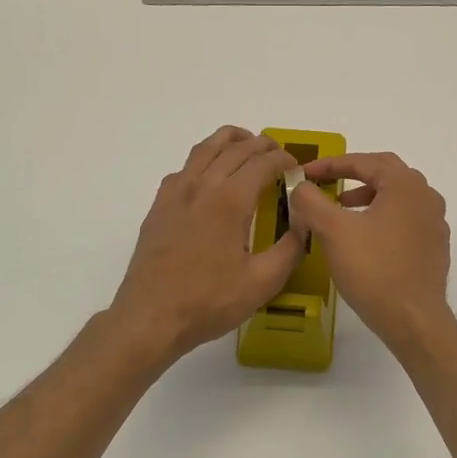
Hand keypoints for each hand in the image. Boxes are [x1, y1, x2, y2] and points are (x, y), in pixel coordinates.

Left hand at [107, 126, 305, 365]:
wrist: (151, 317)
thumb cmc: (209, 301)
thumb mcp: (262, 282)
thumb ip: (290, 249)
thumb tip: (305, 224)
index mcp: (230, 201)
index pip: (262, 163)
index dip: (283, 159)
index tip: (296, 167)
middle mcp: (202, 186)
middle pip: (234, 148)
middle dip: (261, 145)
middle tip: (277, 153)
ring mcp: (176, 194)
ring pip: (204, 149)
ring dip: (229, 140)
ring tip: (245, 144)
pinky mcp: (159, 207)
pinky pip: (183, 169)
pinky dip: (202, 160)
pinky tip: (208, 176)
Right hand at [287, 152, 453, 352]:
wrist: (413, 319)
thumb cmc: (373, 270)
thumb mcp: (334, 231)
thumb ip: (312, 202)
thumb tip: (301, 186)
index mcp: (405, 185)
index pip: (365, 161)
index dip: (330, 164)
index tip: (305, 173)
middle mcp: (426, 197)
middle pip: (386, 173)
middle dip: (353, 175)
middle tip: (326, 184)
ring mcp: (435, 223)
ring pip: (397, 196)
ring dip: (368, 196)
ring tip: (343, 209)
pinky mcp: (435, 247)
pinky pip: (406, 219)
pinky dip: (382, 216)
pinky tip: (366, 237)